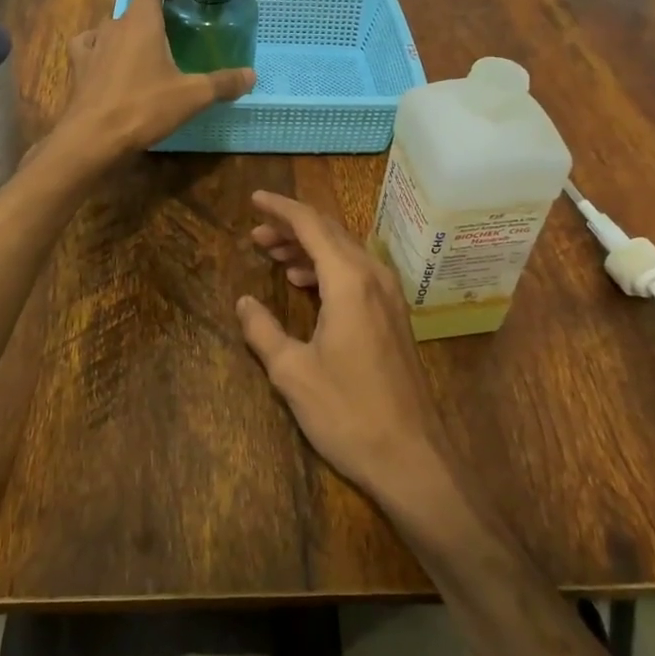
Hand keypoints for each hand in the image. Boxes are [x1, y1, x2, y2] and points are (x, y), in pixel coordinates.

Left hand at [52, 0, 254, 165]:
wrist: (93, 138)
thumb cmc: (144, 108)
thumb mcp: (192, 96)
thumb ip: (223, 83)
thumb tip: (252, 75)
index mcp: (142, 21)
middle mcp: (114, 26)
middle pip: (133, 6)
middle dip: (152, 13)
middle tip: (173, 32)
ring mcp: (92, 46)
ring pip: (110, 26)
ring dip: (127, 31)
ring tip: (145, 49)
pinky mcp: (78, 68)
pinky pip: (88, 46)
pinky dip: (100, 48)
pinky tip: (108, 61)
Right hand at [235, 191, 452, 511]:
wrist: (410, 457)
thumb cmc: (347, 412)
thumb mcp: (292, 372)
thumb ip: (263, 331)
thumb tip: (243, 303)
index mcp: (349, 280)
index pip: (311, 225)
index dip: (280, 208)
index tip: (253, 198)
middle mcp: (373, 277)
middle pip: (330, 233)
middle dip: (291, 227)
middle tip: (256, 233)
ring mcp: (388, 296)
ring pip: (344, 252)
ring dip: (308, 247)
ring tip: (272, 254)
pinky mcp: (393, 316)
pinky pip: (356, 273)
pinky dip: (326, 268)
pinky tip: (303, 284)